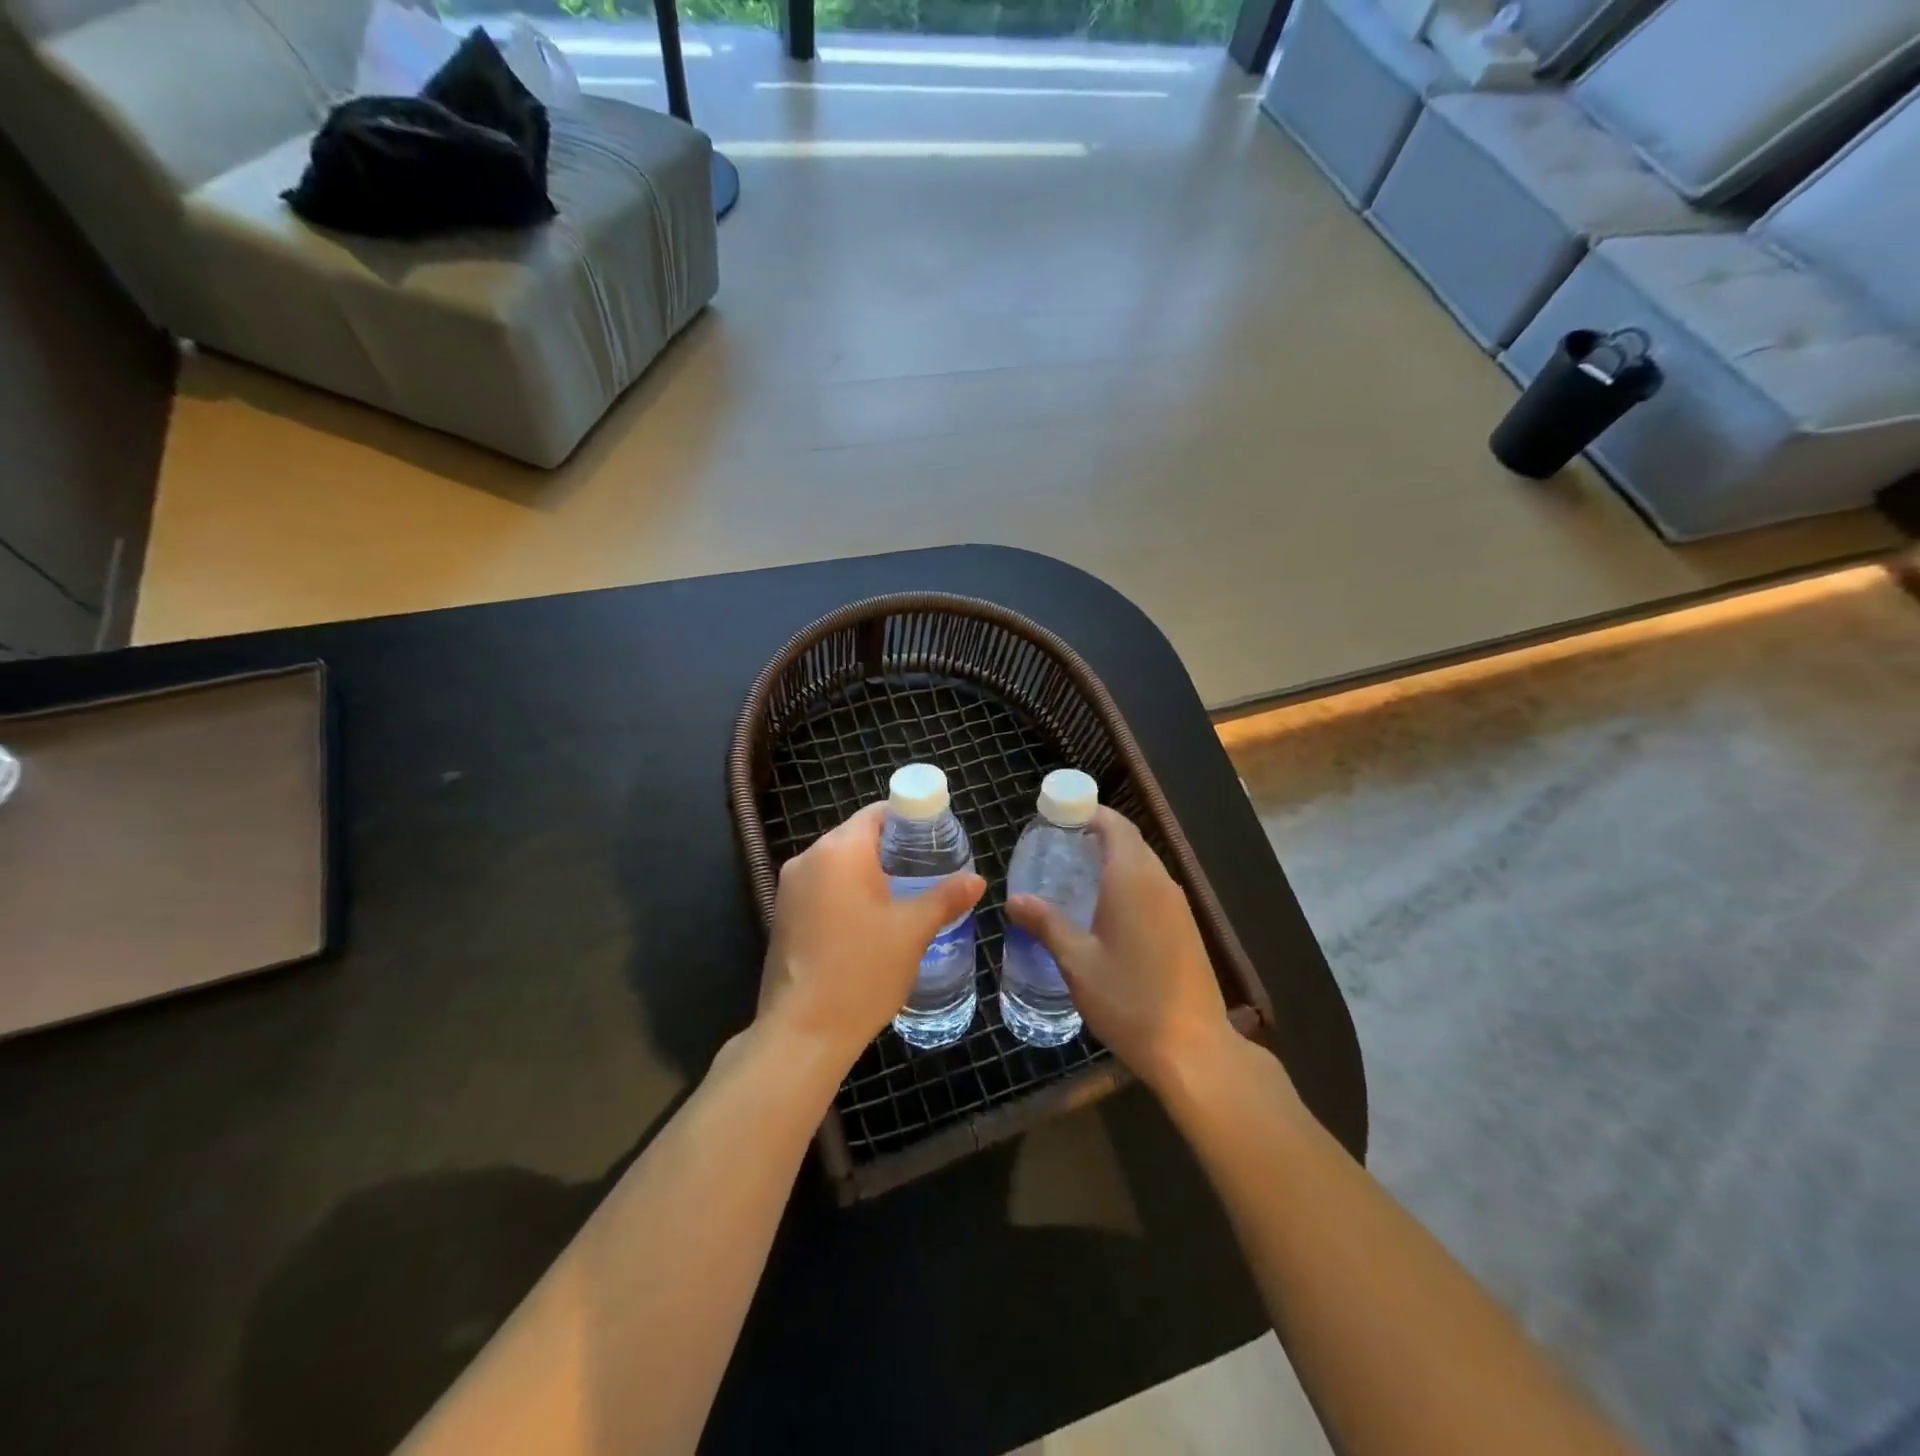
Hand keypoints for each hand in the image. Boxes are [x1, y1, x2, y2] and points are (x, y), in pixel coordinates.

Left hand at [759, 802, 985, 1069]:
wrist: (803, 1033)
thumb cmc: (862, 972)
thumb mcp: (913, 931)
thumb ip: (946, 897)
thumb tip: (977, 879)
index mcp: (839, 850)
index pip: (878, 813)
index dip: (910, 820)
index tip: (936, 839)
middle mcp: (808, 858)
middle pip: (857, 836)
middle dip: (893, 849)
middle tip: (929, 870)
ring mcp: (790, 887)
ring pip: (839, 863)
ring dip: (870, 872)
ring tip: (906, 895)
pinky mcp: (783, 914)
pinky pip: (823, 887)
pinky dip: (848, 892)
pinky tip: (872, 920)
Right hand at [1006, 807, 1234, 1092]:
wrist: (1193, 1048)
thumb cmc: (1129, 999)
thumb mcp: (1077, 962)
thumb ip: (1047, 924)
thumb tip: (1014, 900)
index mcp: (1133, 879)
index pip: (1115, 825)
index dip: (1089, 812)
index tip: (1059, 815)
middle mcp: (1160, 882)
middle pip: (1130, 840)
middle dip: (1097, 833)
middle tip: (1058, 845)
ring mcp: (1178, 905)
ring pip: (1144, 864)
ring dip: (1113, 858)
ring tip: (1075, 873)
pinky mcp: (1186, 927)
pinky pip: (1153, 886)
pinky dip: (1128, 881)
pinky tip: (1106, 909)